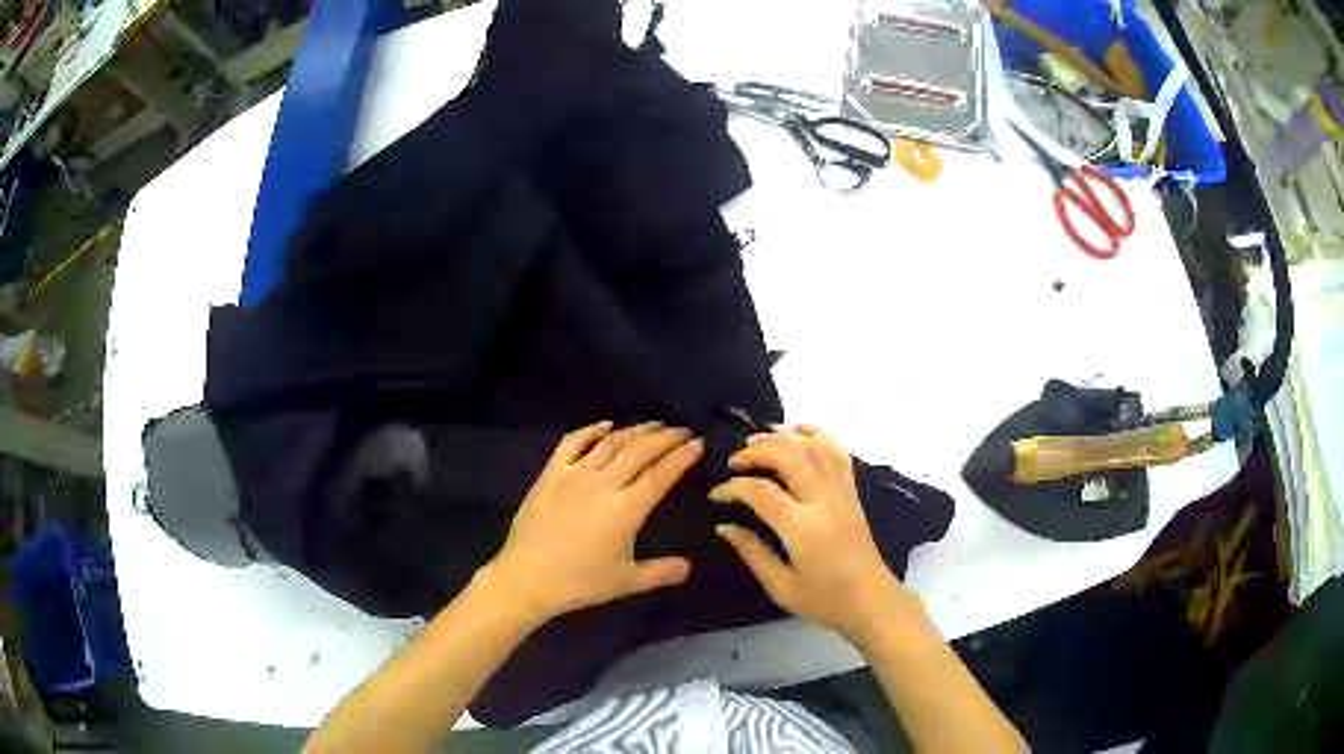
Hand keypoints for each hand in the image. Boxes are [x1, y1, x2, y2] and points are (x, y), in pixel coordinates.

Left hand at [482, 421, 702, 624]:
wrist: (527, 577)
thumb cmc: (580, 582)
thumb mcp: (627, 582)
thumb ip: (662, 572)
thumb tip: (689, 566)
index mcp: (627, 508)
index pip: (662, 474)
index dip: (682, 456)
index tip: (698, 443)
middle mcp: (604, 483)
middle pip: (640, 450)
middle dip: (665, 437)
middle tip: (682, 430)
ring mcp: (574, 474)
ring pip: (611, 442)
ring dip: (635, 430)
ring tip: (653, 425)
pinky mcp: (551, 473)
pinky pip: (573, 442)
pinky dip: (591, 430)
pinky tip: (606, 425)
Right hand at [711, 426, 921, 646]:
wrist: (871, 601)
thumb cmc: (824, 600)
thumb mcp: (781, 587)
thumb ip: (752, 553)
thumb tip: (724, 527)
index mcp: (803, 528)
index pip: (761, 492)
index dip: (733, 488)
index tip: (716, 495)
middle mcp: (823, 501)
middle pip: (789, 456)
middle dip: (757, 451)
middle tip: (734, 460)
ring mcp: (842, 493)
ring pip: (814, 448)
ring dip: (785, 437)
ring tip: (760, 437)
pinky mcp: (852, 493)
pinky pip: (838, 453)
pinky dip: (819, 435)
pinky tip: (800, 430)